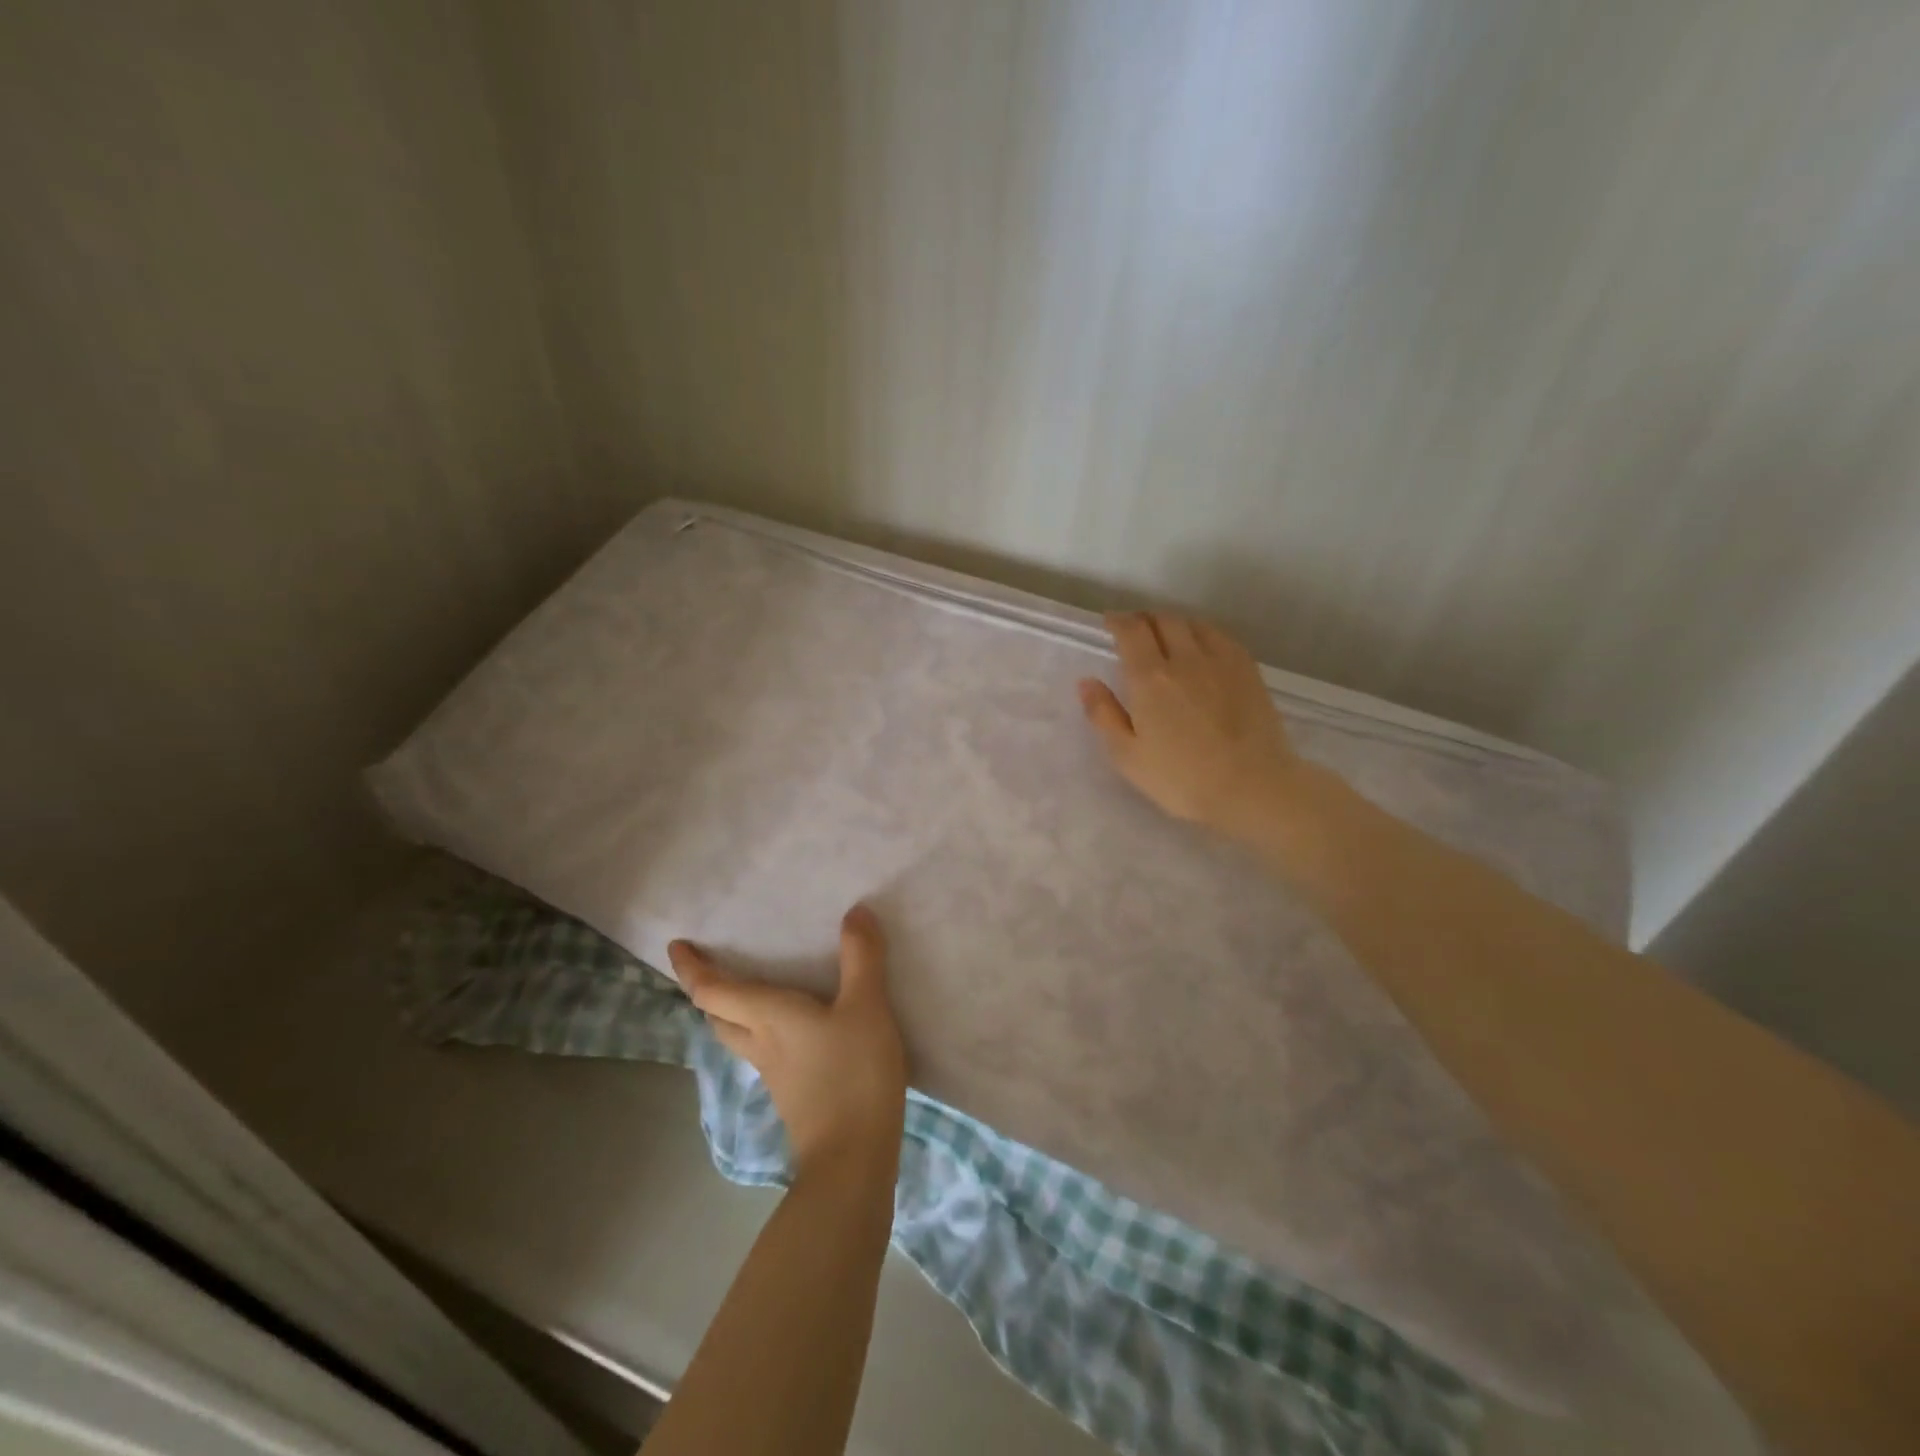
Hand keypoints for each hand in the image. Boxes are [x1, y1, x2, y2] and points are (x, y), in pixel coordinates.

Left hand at [668, 906, 907, 1178]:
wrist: (853, 1159)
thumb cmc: (853, 1074)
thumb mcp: (866, 1007)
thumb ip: (861, 958)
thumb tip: (855, 912)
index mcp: (767, 1017)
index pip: (713, 991)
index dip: (691, 968)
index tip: (675, 946)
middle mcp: (762, 1044)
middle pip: (718, 1017)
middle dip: (708, 991)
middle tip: (712, 967)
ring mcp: (775, 1074)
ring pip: (739, 1037)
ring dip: (732, 1013)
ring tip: (750, 992)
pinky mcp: (793, 1095)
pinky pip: (766, 1052)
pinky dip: (765, 1032)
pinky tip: (796, 1031)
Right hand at [1078, 610, 1301, 838]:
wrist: (1252, 788)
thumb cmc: (1181, 779)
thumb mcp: (1128, 756)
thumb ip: (1104, 715)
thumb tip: (1086, 682)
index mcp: (1150, 678)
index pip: (1131, 631)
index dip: (1118, 621)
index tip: (1110, 624)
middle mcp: (1185, 658)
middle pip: (1163, 620)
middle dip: (1144, 619)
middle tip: (1135, 631)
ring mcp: (1221, 661)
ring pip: (1193, 624)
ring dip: (1174, 623)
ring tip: (1166, 637)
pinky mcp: (1248, 670)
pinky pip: (1221, 636)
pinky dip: (1203, 633)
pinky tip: (1202, 648)